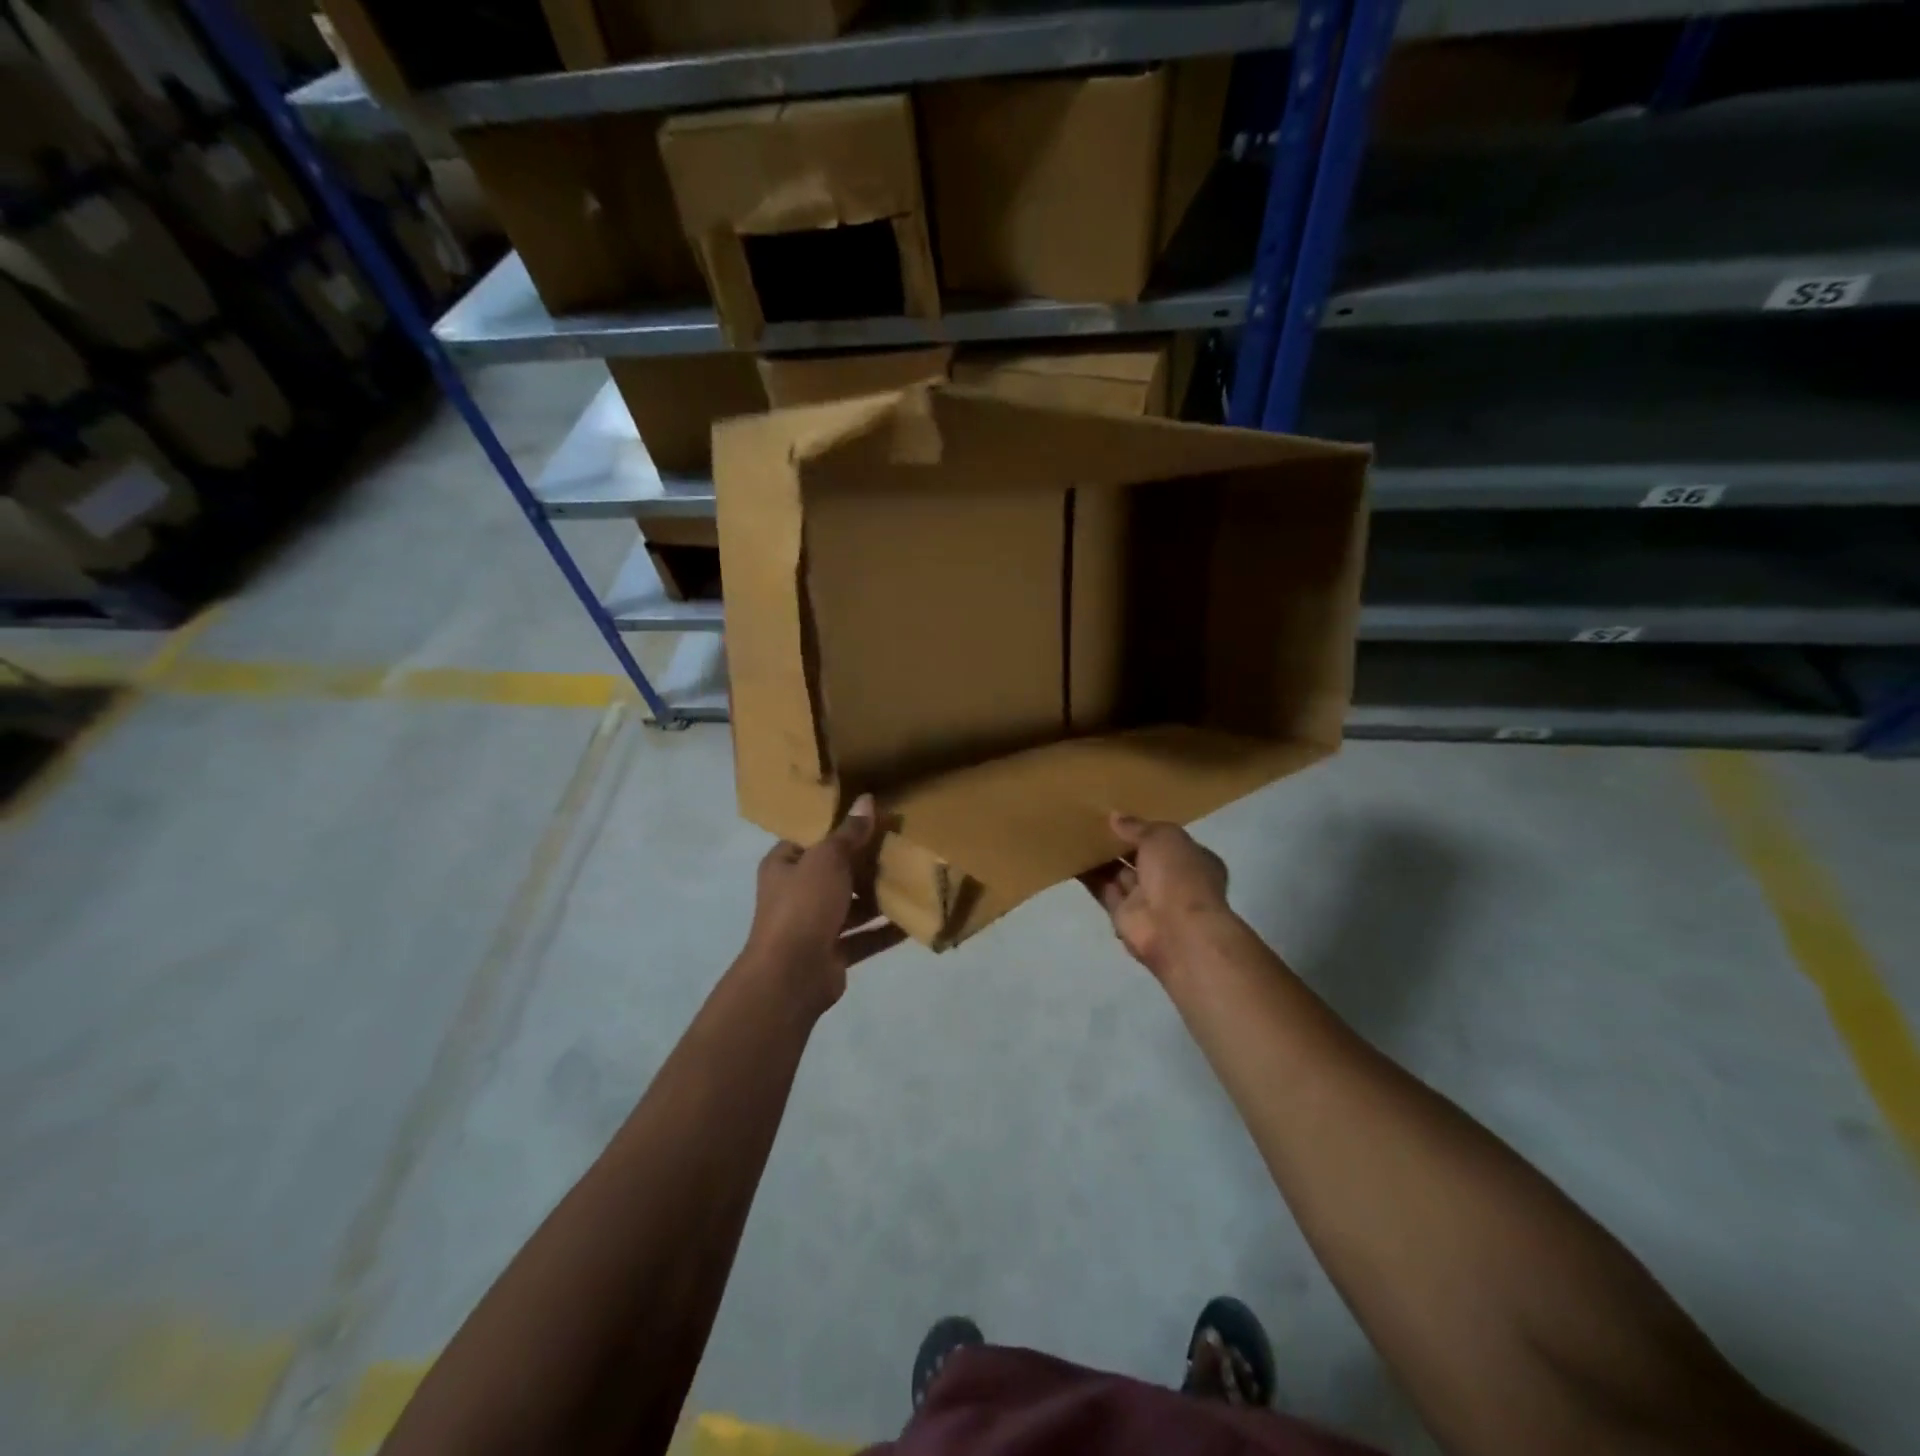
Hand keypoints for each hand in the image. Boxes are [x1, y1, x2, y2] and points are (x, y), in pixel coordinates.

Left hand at [744, 794, 904, 1007]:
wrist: (791, 975)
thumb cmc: (804, 905)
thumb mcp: (828, 859)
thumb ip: (850, 833)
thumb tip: (866, 800)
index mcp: (784, 865)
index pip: (813, 839)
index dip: (841, 827)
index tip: (875, 817)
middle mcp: (796, 893)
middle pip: (836, 872)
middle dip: (866, 863)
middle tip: (902, 846)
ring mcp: (814, 926)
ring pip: (852, 906)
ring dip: (879, 897)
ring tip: (914, 879)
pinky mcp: (833, 954)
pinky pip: (864, 937)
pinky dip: (886, 930)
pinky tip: (914, 920)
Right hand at [1080, 813, 1232, 979]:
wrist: (1175, 929)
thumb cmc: (1179, 874)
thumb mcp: (1163, 837)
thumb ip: (1138, 827)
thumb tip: (1115, 817)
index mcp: (1193, 859)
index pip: (1168, 841)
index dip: (1147, 828)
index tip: (1122, 814)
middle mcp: (1171, 880)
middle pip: (1141, 857)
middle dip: (1120, 841)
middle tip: (1093, 819)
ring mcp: (1147, 899)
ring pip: (1119, 873)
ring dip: (1101, 856)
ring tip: (1077, 831)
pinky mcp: (1123, 915)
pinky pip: (1102, 889)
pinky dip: (1088, 875)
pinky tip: (1070, 855)